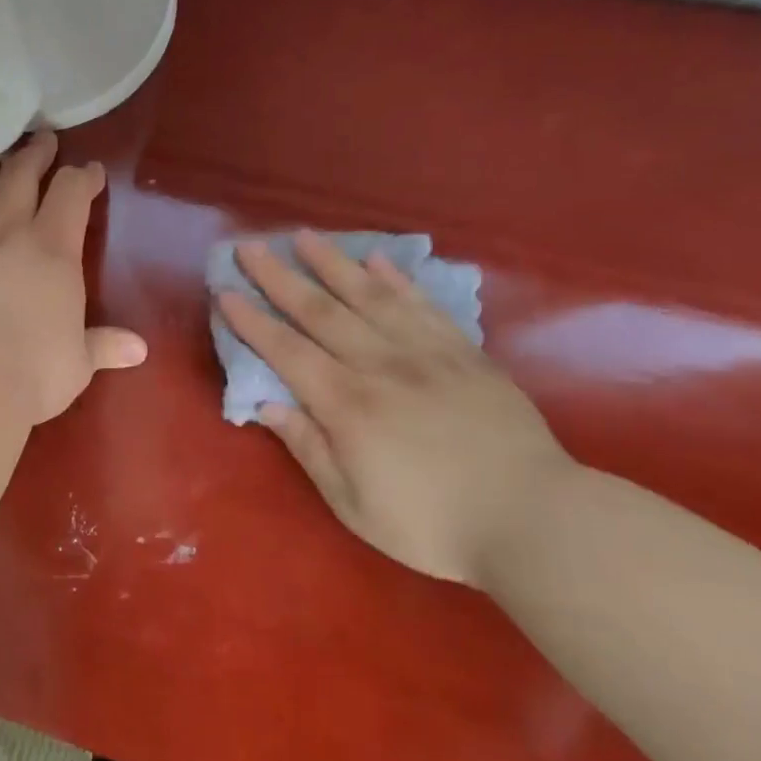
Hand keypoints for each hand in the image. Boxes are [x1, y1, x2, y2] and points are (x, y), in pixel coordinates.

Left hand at [0, 131, 147, 424]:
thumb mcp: (79, 361)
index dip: (83, 177)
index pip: (71, 194)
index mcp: (53, 249)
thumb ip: (103, 346)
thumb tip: (139, 350)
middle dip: (33, 156)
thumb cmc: (34, 367)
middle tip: (41, 139)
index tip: (91, 170)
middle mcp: (7, 236)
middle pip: (19, 179)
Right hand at [217, 232, 574, 584]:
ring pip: (370, 296)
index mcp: (347, 405)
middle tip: (250, 246)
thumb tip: (266, 405)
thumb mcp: (353, 504)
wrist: (535, 519)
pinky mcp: (466, 354)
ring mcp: (427, 354)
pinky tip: (378, 260)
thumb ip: (309, 448)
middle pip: (320, 312)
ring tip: (305, 236)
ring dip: (332, 263)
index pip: (286, 351)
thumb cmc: (433, 524)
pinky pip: (424, 306)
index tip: (225, 291)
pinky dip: (397, 280)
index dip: (252, 321)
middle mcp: (380, 366)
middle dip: (279, 277)